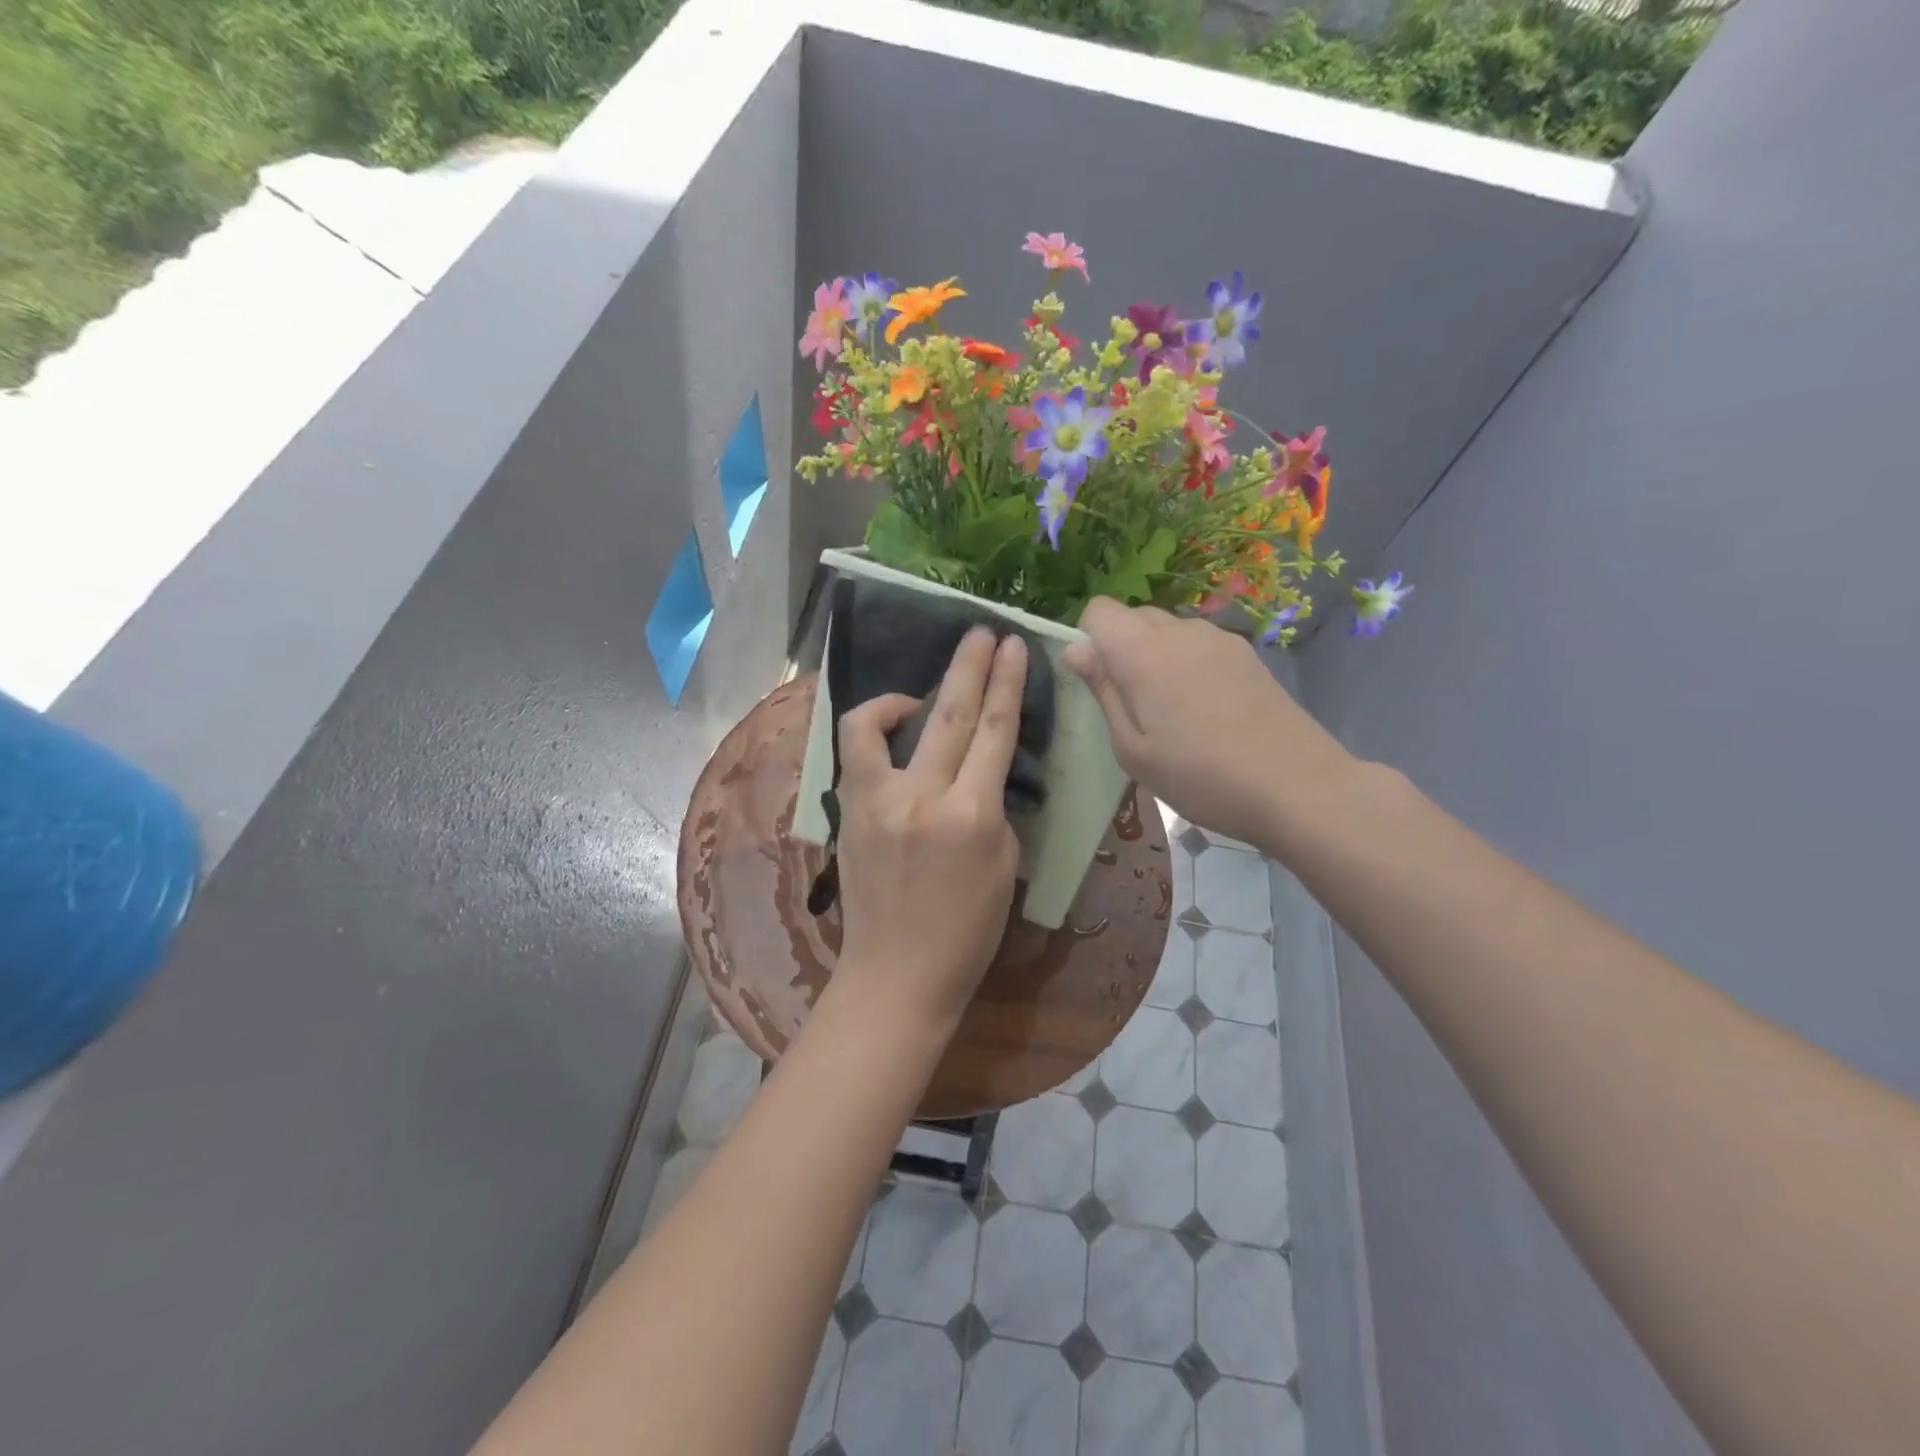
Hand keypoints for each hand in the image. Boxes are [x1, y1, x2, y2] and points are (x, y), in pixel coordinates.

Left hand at [831, 627, 1026, 1031]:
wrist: (897, 974)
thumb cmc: (967, 932)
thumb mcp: (1004, 866)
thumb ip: (992, 808)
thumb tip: (978, 772)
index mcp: (972, 816)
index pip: (994, 732)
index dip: (1006, 683)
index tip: (1012, 646)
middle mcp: (922, 798)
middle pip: (948, 714)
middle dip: (968, 665)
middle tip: (980, 632)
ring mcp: (875, 802)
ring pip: (877, 724)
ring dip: (901, 695)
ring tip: (919, 695)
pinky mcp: (846, 811)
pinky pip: (855, 753)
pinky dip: (872, 731)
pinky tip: (890, 736)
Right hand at [1063, 599, 1352, 848]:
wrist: (1297, 787)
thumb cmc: (1200, 777)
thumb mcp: (1133, 749)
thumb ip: (1103, 692)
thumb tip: (1076, 649)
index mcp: (1144, 652)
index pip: (1099, 610)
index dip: (1089, 639)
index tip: (1100, 682)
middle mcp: (1181, 631)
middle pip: (1135, 617)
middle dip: (1121, 649)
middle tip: (1135, 706)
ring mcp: (1219, 639)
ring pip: (1169, 630)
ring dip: (1157, 657)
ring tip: (1174, 712)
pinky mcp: (1247, 654)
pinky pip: (1199, 645)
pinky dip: (1188, 664)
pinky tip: (1207, 710)